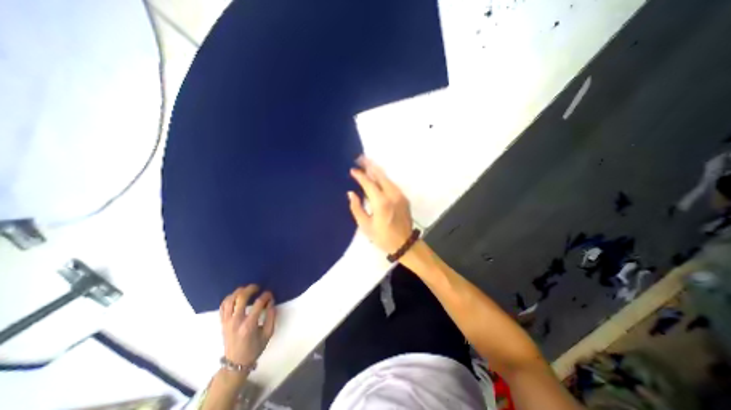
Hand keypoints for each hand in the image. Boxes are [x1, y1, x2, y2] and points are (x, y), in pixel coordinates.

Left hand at [218, 285, 275, 368]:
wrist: (235, 363)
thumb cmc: (254, 348)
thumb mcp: (268, 333)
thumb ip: (271, 316)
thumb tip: (271, 302)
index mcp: (249, 325)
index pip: (258, 303)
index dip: (266, 296)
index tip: (270, 295)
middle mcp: (236, 321)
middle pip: (241, 298)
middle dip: (251, 289)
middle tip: (258, 287)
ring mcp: (227, 322)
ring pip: (230, 299)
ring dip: (239, 291)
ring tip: (247, 290)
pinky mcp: (222, 322)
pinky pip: (223, 305)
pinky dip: (230, 298)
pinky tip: (237, 297)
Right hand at [347, 155, 409, 253]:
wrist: (404, 243)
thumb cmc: (382, 237)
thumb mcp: (365, 226)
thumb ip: (357, 208)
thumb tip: (351, 193)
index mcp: (381, 202)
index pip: (369, 183)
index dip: (360, 175)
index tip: (352, 170)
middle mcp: (392, 194)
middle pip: (380, 175)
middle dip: (369, 165)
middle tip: (360, 157)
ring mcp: (399, 195)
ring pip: (387, 177)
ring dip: (376, 170)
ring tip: (367, 164)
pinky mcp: (403, 197)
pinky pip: (391, 184)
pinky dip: (383, 178)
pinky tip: (377, 177)